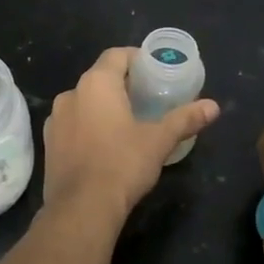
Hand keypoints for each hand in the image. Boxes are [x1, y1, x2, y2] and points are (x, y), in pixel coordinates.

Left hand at [43, 48, 219, 220]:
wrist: (81, 209)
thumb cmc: (122, 165)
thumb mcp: (159, 140)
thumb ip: (185, 119)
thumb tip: (214, 106)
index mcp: (96, 84)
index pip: (116, 55)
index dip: (136, 58)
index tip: (153, 71)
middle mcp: (70, 94)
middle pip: (99, 78)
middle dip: (122, 84)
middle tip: (147, 98)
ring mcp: (55, 120)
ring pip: (84, 102)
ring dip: (103, 106)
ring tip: (127, 122)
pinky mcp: (49, 144)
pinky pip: (73, 124)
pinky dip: (88, 126)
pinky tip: (105, 145)